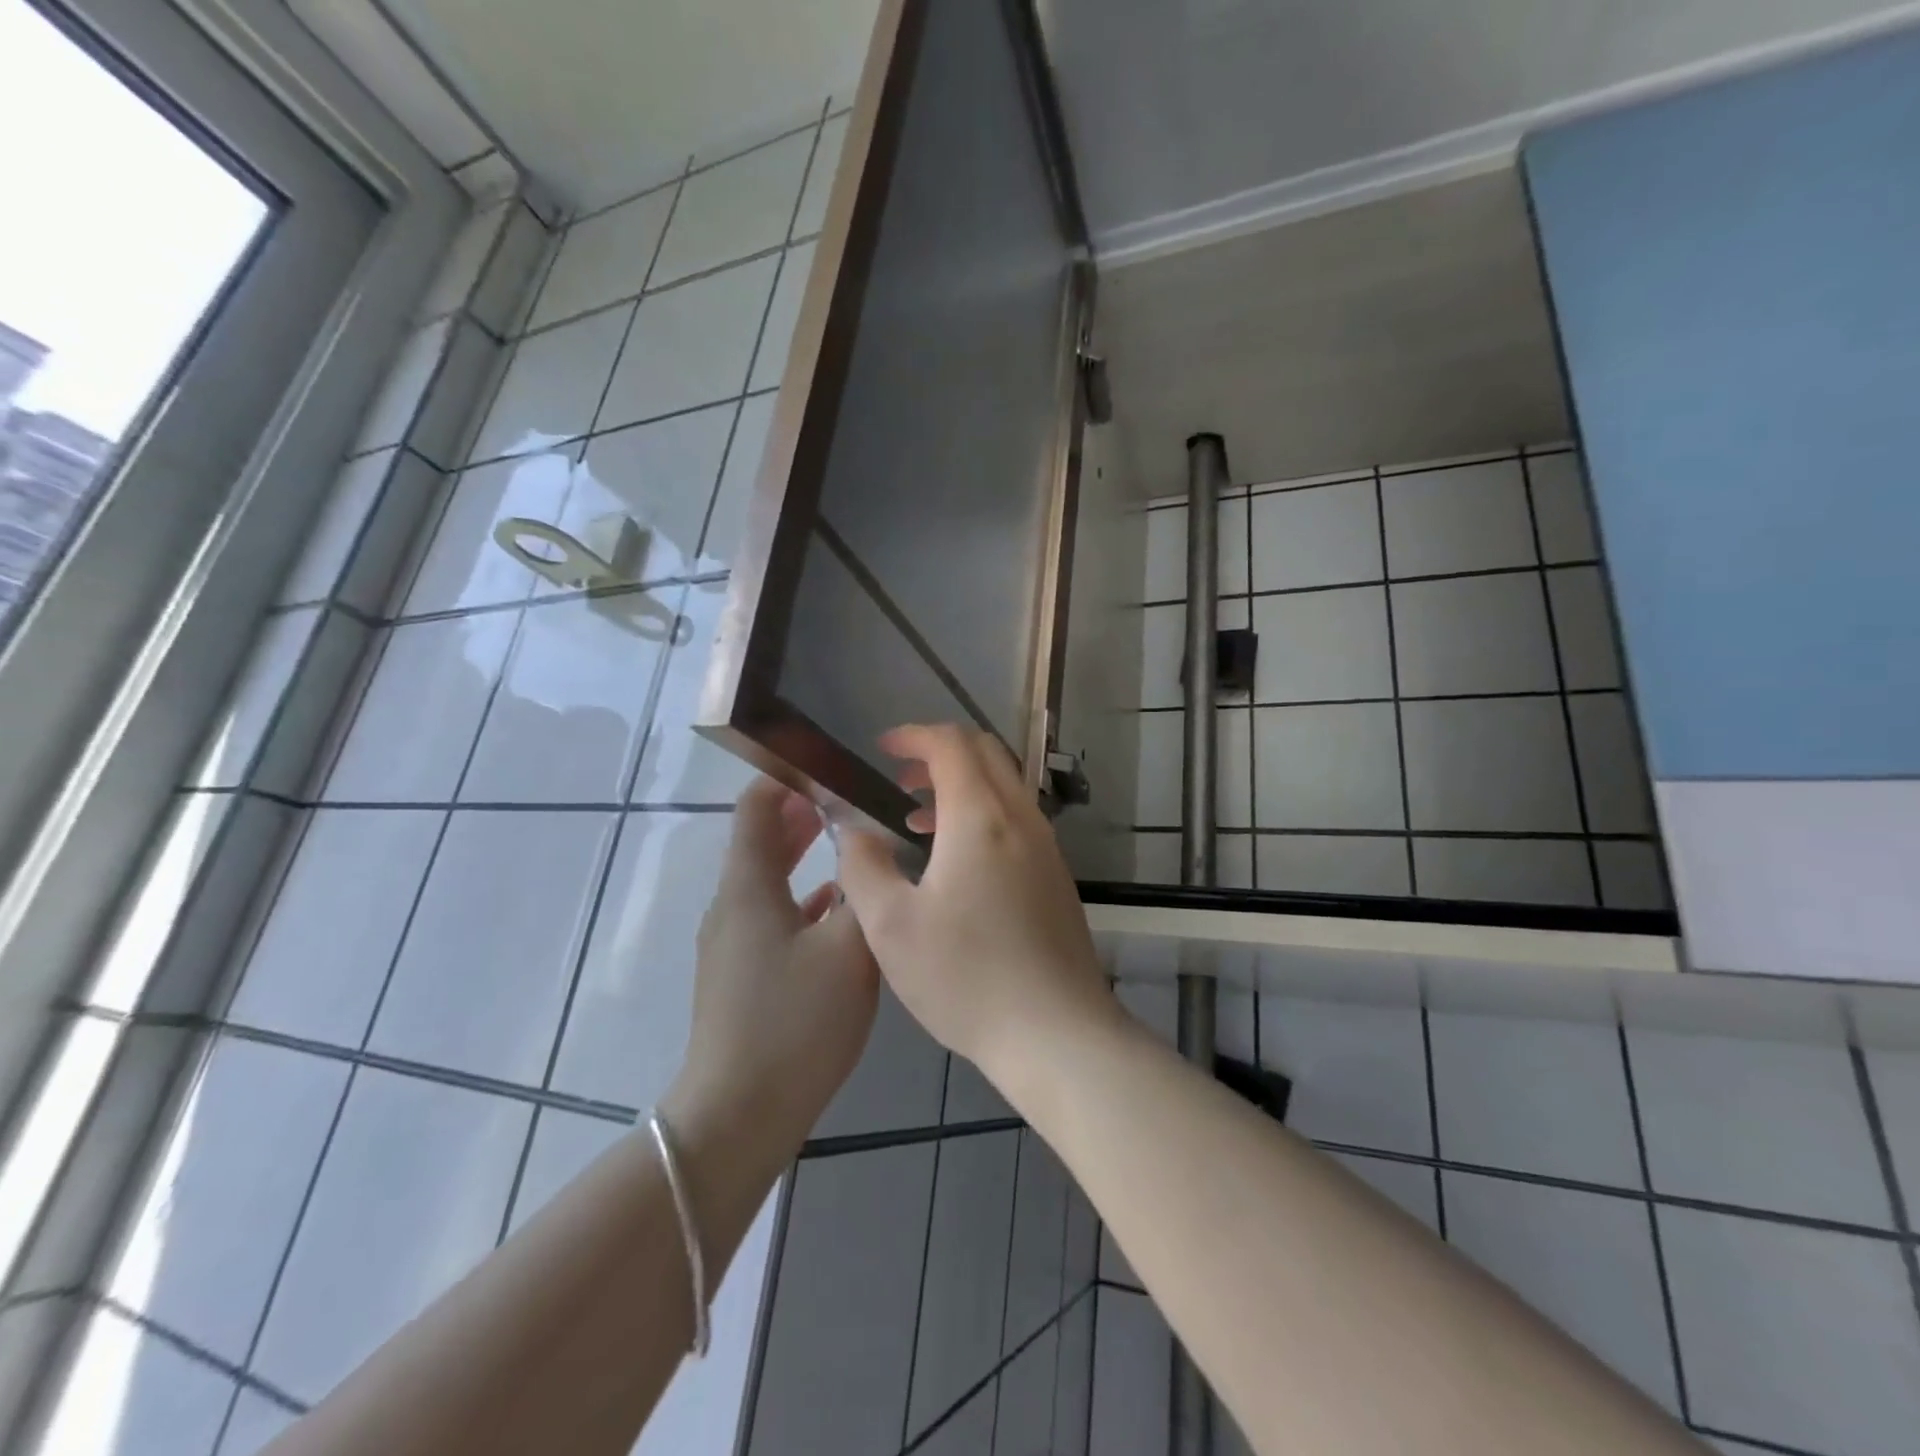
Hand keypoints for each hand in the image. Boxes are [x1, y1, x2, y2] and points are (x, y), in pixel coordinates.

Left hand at [665, 779, 878, 1148]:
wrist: (738, 1115)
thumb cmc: (793, 1022)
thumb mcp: (848, 951)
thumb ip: (865, 892)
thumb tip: (873, 848)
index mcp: (748, 887)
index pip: (756, 807)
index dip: (786, 777)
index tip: (828, 763)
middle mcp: (732, 905)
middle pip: (761, 840)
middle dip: (801, 813)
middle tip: (850, 797)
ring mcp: (733, 943)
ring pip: (769, 879)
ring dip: (803, 855)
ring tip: (849, 841)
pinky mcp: (743, 975)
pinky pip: (774, 915)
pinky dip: (803, 898)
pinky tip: (837, 908)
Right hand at [836, 724, 1119, 1087]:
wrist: (1057, 1033)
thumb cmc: (966, 977)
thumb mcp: (891, 926)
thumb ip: (863, 866)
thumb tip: (853, 831)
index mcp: (981, 817)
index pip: (952, 743)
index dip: (913, 736)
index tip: (882, 750)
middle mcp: (1022, 819)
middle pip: (986, 754)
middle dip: (939, 753)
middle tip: (900, 778)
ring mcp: (1047, 847)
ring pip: (1004, 787)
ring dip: (961, 786)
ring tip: (917, 817)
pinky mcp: (1056, 876)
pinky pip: (1017, 819)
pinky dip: (983, 814)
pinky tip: (956, 861)